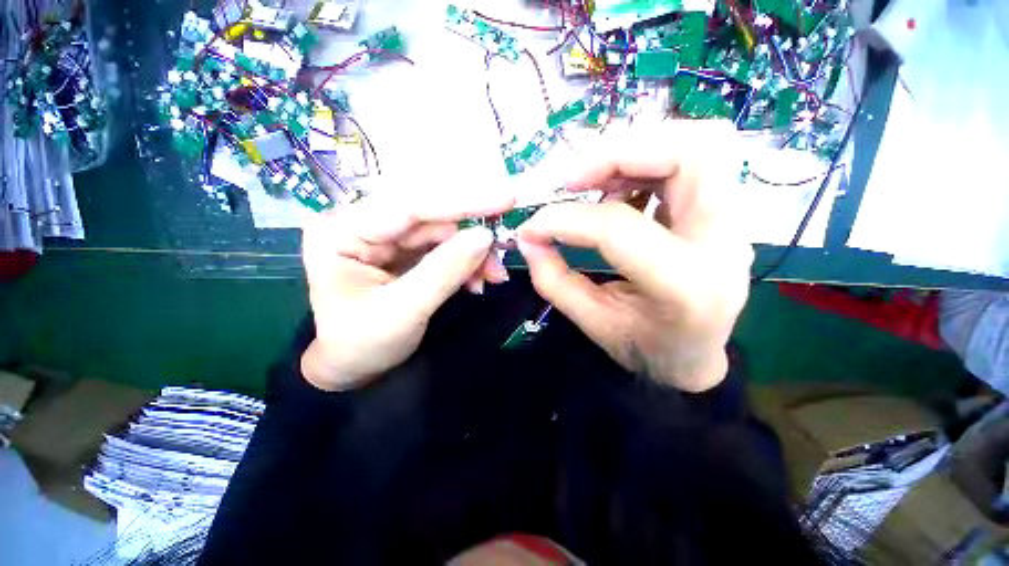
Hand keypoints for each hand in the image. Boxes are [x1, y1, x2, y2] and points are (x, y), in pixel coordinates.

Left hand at [300, 188, 513, 390]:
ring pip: (443, 233)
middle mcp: (365, 224)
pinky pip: (444, 249)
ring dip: (473, 254)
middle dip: (471, 236)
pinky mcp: (405, 253)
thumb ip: (445, 271)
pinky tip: (477, 281)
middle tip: (502, 254)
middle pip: (431, 217)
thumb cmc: (361, 344)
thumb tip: (485, 236)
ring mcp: (387, 238)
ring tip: (492, 277)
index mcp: (344, 231)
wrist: (348, 369)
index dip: (462, 201)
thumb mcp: (403, 312)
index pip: (410, 205)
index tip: (506, 197)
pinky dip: (466, 263)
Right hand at [516, 121, 752, 391]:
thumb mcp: (591, 323)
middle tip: (574, 179)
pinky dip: (648, 162)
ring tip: (596, 180)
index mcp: (685, 286)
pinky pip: (695, 161)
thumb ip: (553, 280)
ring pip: (702, 143)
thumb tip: (528, 236)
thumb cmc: (646, 347)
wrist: (695, 357)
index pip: (618, 227)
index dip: (566, 219)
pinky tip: (620, 189)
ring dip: (638, 150)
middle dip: (620, 153)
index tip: (533, 225)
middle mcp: (723, 243)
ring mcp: (733, 223)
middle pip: (690, 153)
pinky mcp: (725, 213)